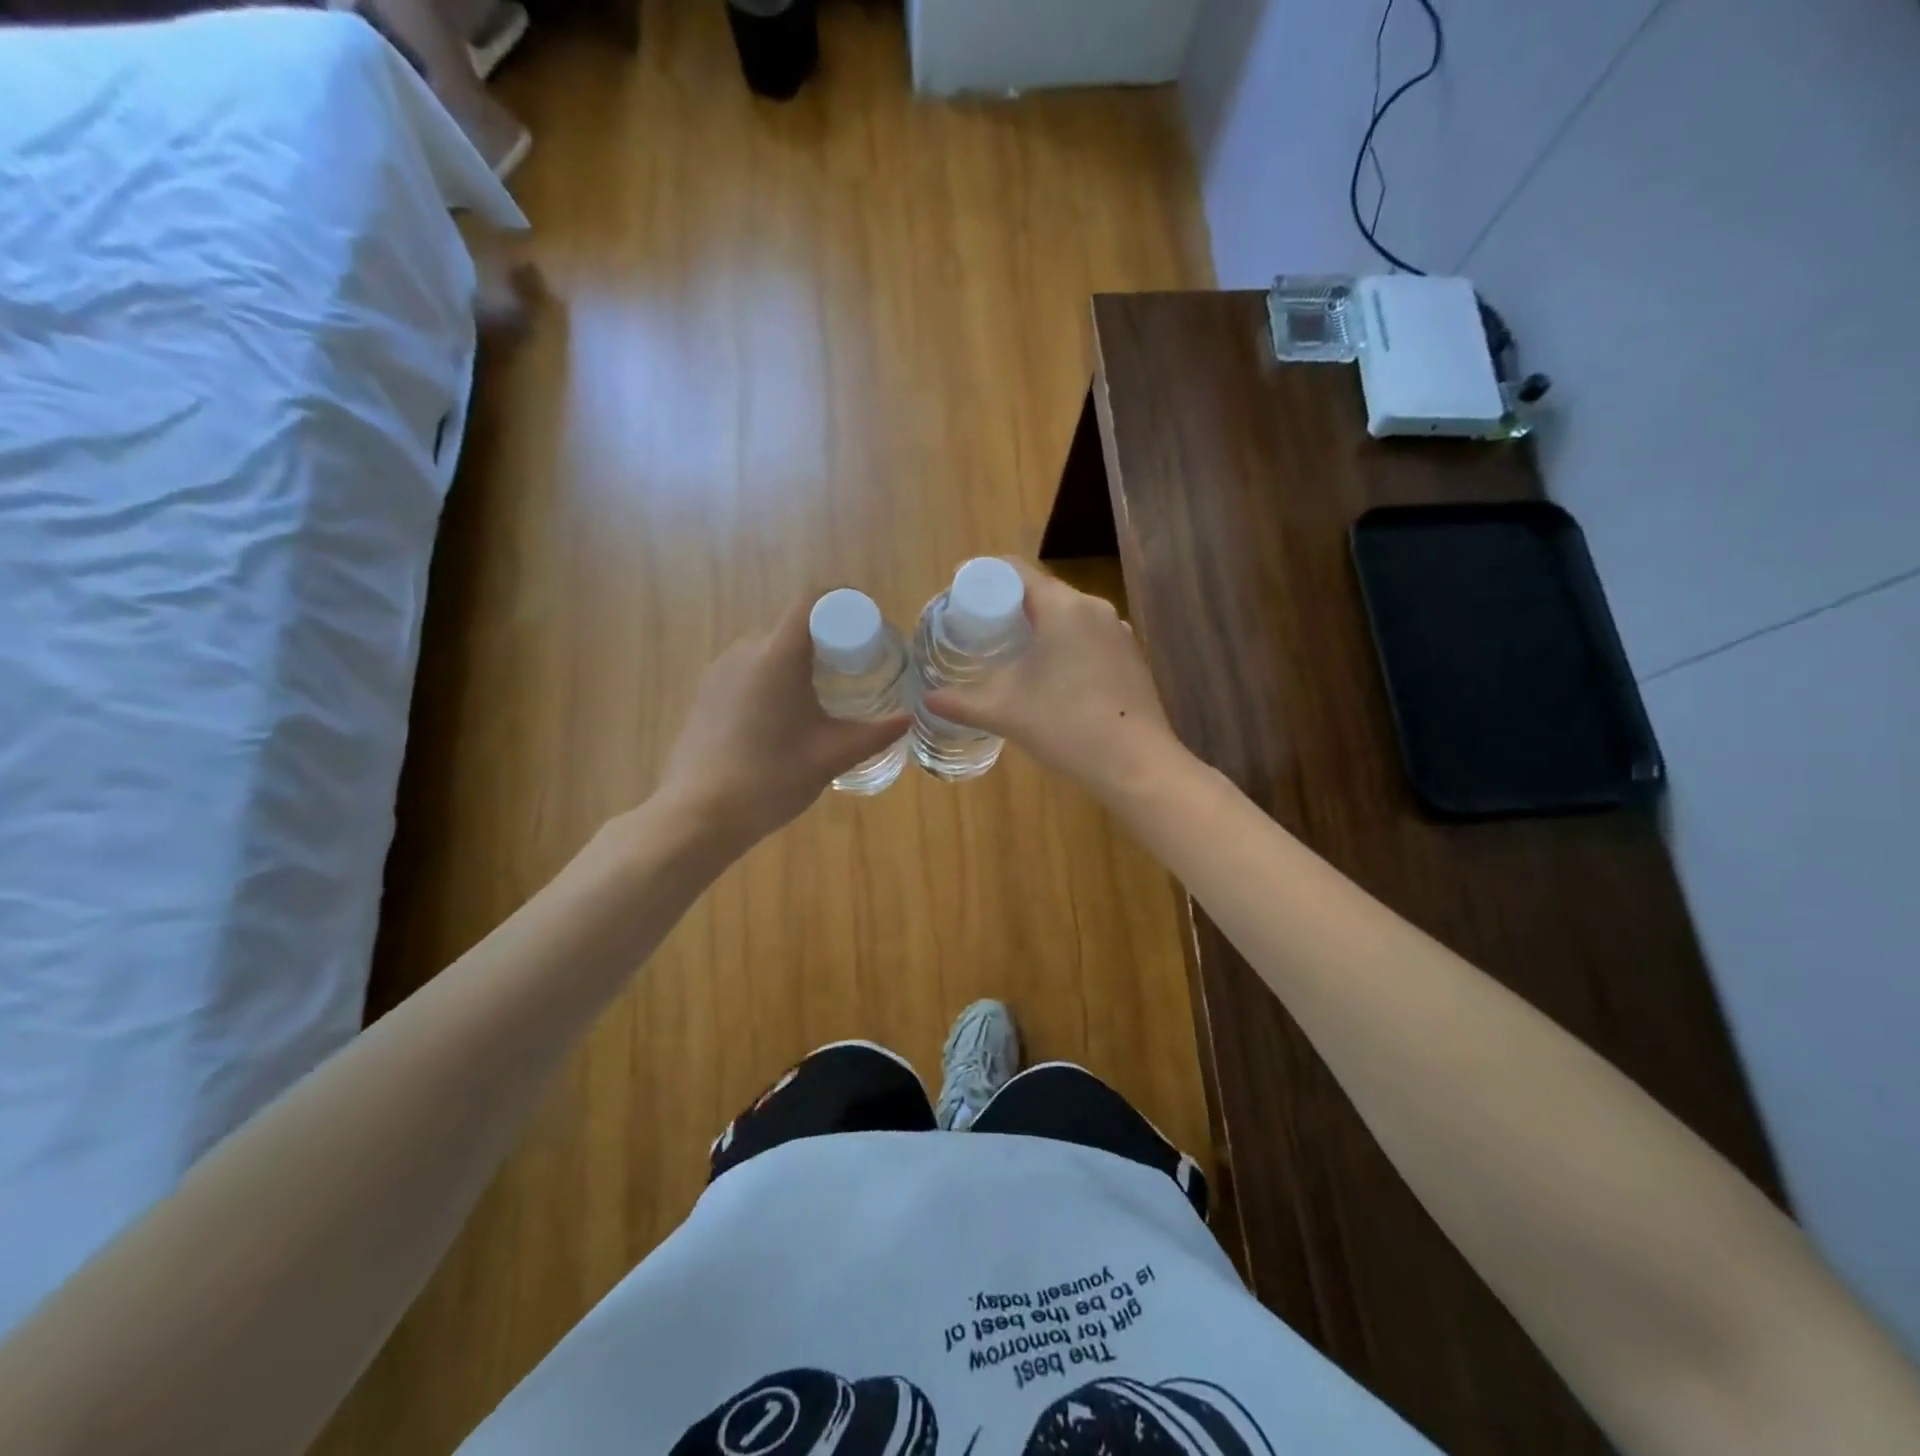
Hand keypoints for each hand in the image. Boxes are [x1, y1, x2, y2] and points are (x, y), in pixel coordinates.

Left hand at [658, 596, 910, 849]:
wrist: (698, 815)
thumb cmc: (771, 780)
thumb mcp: (832, 756)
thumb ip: (875, 734)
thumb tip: (908, 718)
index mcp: (778, 656)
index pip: (812, 600)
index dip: (843, 603)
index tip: (867, 628)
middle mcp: (745, 650)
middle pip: (792, 624)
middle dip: (826, 637)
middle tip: (855, 669)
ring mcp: (719, 670)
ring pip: (768, 646)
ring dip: (797, 659)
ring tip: (821, 695)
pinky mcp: (705, 691)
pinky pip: (747, 667)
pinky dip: (772, 676)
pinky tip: (783, 716)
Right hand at [923, 559, 1178, 795]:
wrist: (1136, 764)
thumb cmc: (1065, 726)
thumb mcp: (1004, 712)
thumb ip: (961, 702)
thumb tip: (928, 699)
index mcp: (1062, 607)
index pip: (1015, 571)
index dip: (982, 576)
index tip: (958, 593)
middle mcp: (1094, 608)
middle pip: (1042, 591)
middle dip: (1008, 605)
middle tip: (979, 628)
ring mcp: (1118, 632)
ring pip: (1068, 614)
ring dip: (1038, 625)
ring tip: (1011, 651)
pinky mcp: (1131, 656)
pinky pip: (1089, 636)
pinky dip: (1064, 644)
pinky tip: (1052, 674)